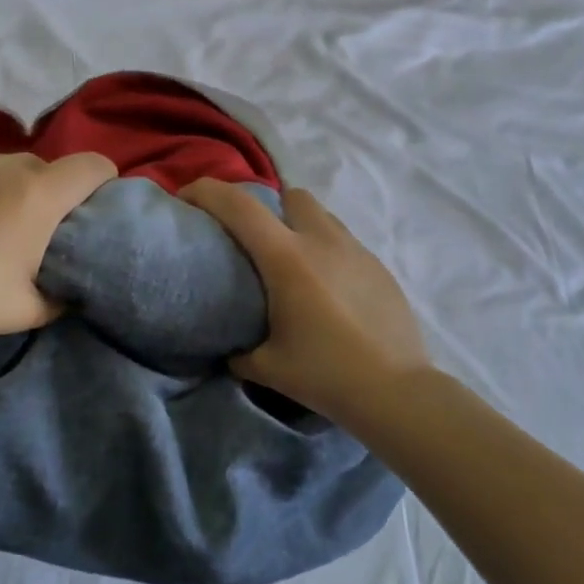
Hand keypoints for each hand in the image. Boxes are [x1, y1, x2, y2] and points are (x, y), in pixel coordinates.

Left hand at [0, 150, 116, 341]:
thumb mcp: (30, 311)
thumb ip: (63, 293)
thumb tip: (70, 286)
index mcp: (39, 195)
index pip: (92, 165)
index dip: (102, 181)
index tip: (93, 204)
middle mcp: (6, 164)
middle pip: (44, 168)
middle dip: (47, 193)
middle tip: (29, 230)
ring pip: (1, 166)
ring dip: (4, 188)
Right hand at [179, 179, 428, 420]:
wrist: (396, 391)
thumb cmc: (325, 374)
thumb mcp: (267, 367)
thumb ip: (240, 352)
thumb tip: (231, 349)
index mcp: (287, 258)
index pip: (238, 206)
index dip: (206, 191)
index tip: (187, 198)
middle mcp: (322, 241)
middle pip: (290, 196)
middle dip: (268, 207)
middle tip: (256, 241)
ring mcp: (356, 251)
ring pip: (322, 216)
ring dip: (301, 228)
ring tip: (294, 265)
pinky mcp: (379, 268)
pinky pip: (345, 243)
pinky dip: (328, 253)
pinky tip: (328, 290)